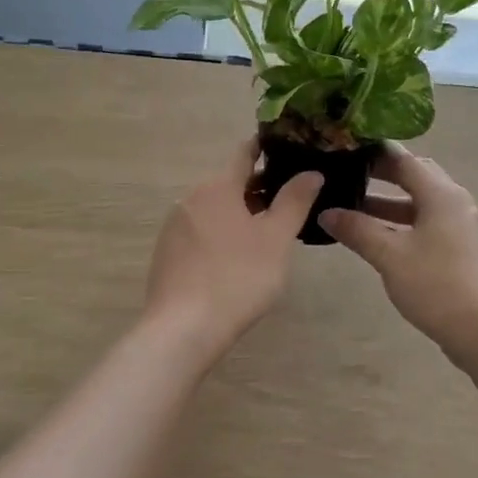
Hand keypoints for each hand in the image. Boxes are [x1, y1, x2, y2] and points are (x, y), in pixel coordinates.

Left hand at [141, 139, 321, 357]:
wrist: (182, 329)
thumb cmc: (237, 278)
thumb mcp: (276, 239)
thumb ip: (294, 201)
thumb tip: (311, 172)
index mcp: (217, 186)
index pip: (244, 153)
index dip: (266, 148)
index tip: (288, 147)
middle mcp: (191, 198)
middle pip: (230, 183)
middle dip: (259, 188)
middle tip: (291, 200)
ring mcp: (174, 226)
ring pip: (215, 209)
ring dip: (240, 213)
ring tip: (269, 233)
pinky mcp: (167, 253)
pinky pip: (201, 231)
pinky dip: (222, 233)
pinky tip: (237, 259)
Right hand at [320, 144, 477, 363]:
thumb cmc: (438, 286)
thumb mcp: (390, 256)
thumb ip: (357, 230)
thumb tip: (326, 212)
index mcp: (440, 193)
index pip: (402, 158)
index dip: (372, 151)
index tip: (342, 148)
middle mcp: (455, 201)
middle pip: (414, 177)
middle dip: (380, 176)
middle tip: (345, 175)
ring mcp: (462, 226)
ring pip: (420, 203)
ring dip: (388, 204)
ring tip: (352, 209)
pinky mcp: (463, 250)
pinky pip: (427, 224)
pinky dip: (402, 224)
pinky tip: (379, 239)